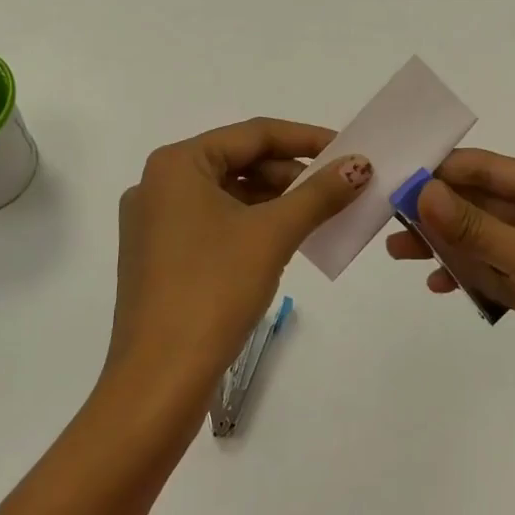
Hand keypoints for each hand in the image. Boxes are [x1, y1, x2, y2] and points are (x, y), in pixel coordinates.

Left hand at [110, 118, 370, 409]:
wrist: (159, 380)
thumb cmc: (213, 289)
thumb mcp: (273, 234)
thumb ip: (319, 193)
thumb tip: (359, 165)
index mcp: (176, 165)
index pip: (254, 134)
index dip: (306, 138)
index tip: (348, 149)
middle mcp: (158, 185)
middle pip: (240, 162)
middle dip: (292, 173)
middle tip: (338, 187)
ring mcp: (155, 224)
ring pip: (228, 194)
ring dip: (275, 200)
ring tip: (320, 213)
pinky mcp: (160, 258)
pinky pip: (215, 223)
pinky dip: (252, 224)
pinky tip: (285, 240)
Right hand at [386, 148, 514, 432]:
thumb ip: (475, 226)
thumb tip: (420, 191)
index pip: (492, 169)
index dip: (446, 169)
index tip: (398, 173)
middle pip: (484, 205)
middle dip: (439, 210)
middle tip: (388, 216)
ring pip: (483, 241)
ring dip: (445, 244)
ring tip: (397, 251)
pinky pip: (492, 275)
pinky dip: (465, 276)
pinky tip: (437, 284)